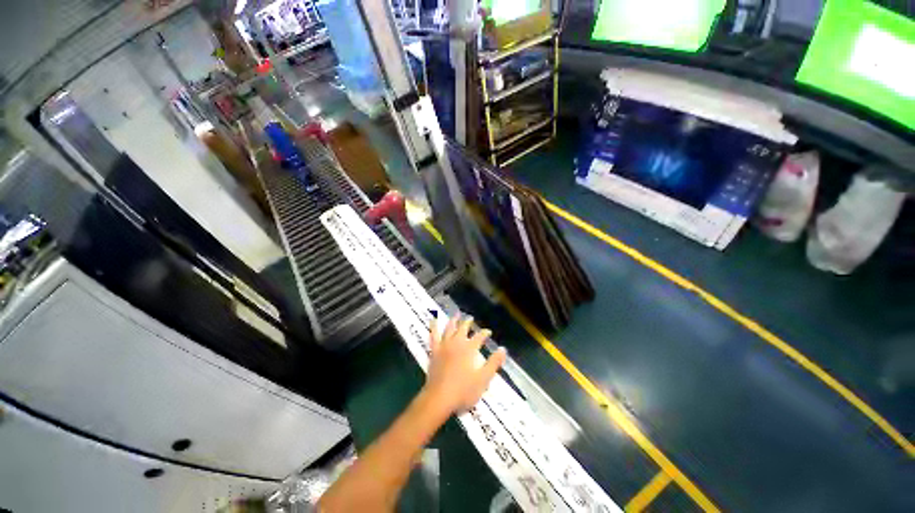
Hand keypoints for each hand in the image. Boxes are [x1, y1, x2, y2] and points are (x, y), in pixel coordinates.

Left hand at [422, 315, 506, 415]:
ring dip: (453, 320)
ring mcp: (444, 346)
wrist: (439, 398)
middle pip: (463, 329)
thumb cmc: (463, 391)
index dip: (485, 333)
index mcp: (469, 349)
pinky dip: (433, 326)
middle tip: (470, 318)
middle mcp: (457, 343)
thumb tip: (503, 349)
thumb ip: (493, 363)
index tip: (488, 332)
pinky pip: (433, 336)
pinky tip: (433, 320)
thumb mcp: (483, 379)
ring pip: (449, 329)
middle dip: (468, 322)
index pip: (479, 337)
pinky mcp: (434, 351)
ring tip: (456, 314)